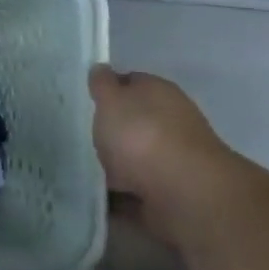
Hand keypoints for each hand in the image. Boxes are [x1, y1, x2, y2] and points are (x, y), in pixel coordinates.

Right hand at [90, 66, 238, 238]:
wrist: (186, 195)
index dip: (107, 90)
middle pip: (134, 122)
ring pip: (137, 158)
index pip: (130, 82)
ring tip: (84, 172)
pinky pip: (138, 192)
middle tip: (82, 138)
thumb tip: (101, 69)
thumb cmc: (142, 135)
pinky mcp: (173, 195)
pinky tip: (100, 200)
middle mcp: (171, 121)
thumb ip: (102, 85)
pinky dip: (122, 197)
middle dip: (111, 132)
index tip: (86, 103)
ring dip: (116, 166)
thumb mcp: (111, 99)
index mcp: (158, 91)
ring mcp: (175, 160)